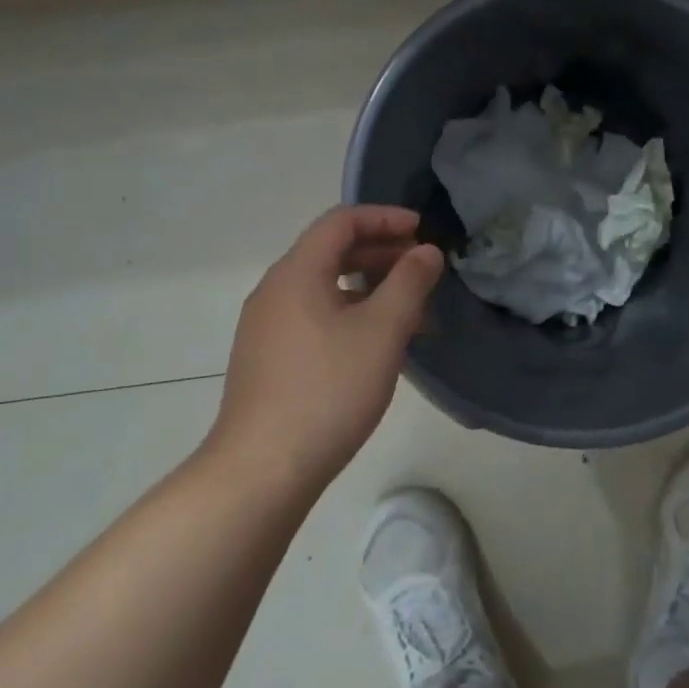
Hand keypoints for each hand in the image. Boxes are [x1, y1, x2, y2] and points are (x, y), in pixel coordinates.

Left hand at [212, 206, 443, 487]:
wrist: (262, 469)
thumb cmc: (328, 390)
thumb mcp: (382, 331)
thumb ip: (409, 283)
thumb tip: (426, 251)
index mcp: (296, 273)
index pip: (340, 222)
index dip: (384, 218)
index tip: (422, 230)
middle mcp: (274, 291)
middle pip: (331, 252)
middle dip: (381, 253)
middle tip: (422, 268)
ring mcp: (266, 327)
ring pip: (325, 288)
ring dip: (370, 288)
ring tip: (411, 312)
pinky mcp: (268, 359)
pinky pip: (314, 317)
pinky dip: (350, 315)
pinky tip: (377, 346)